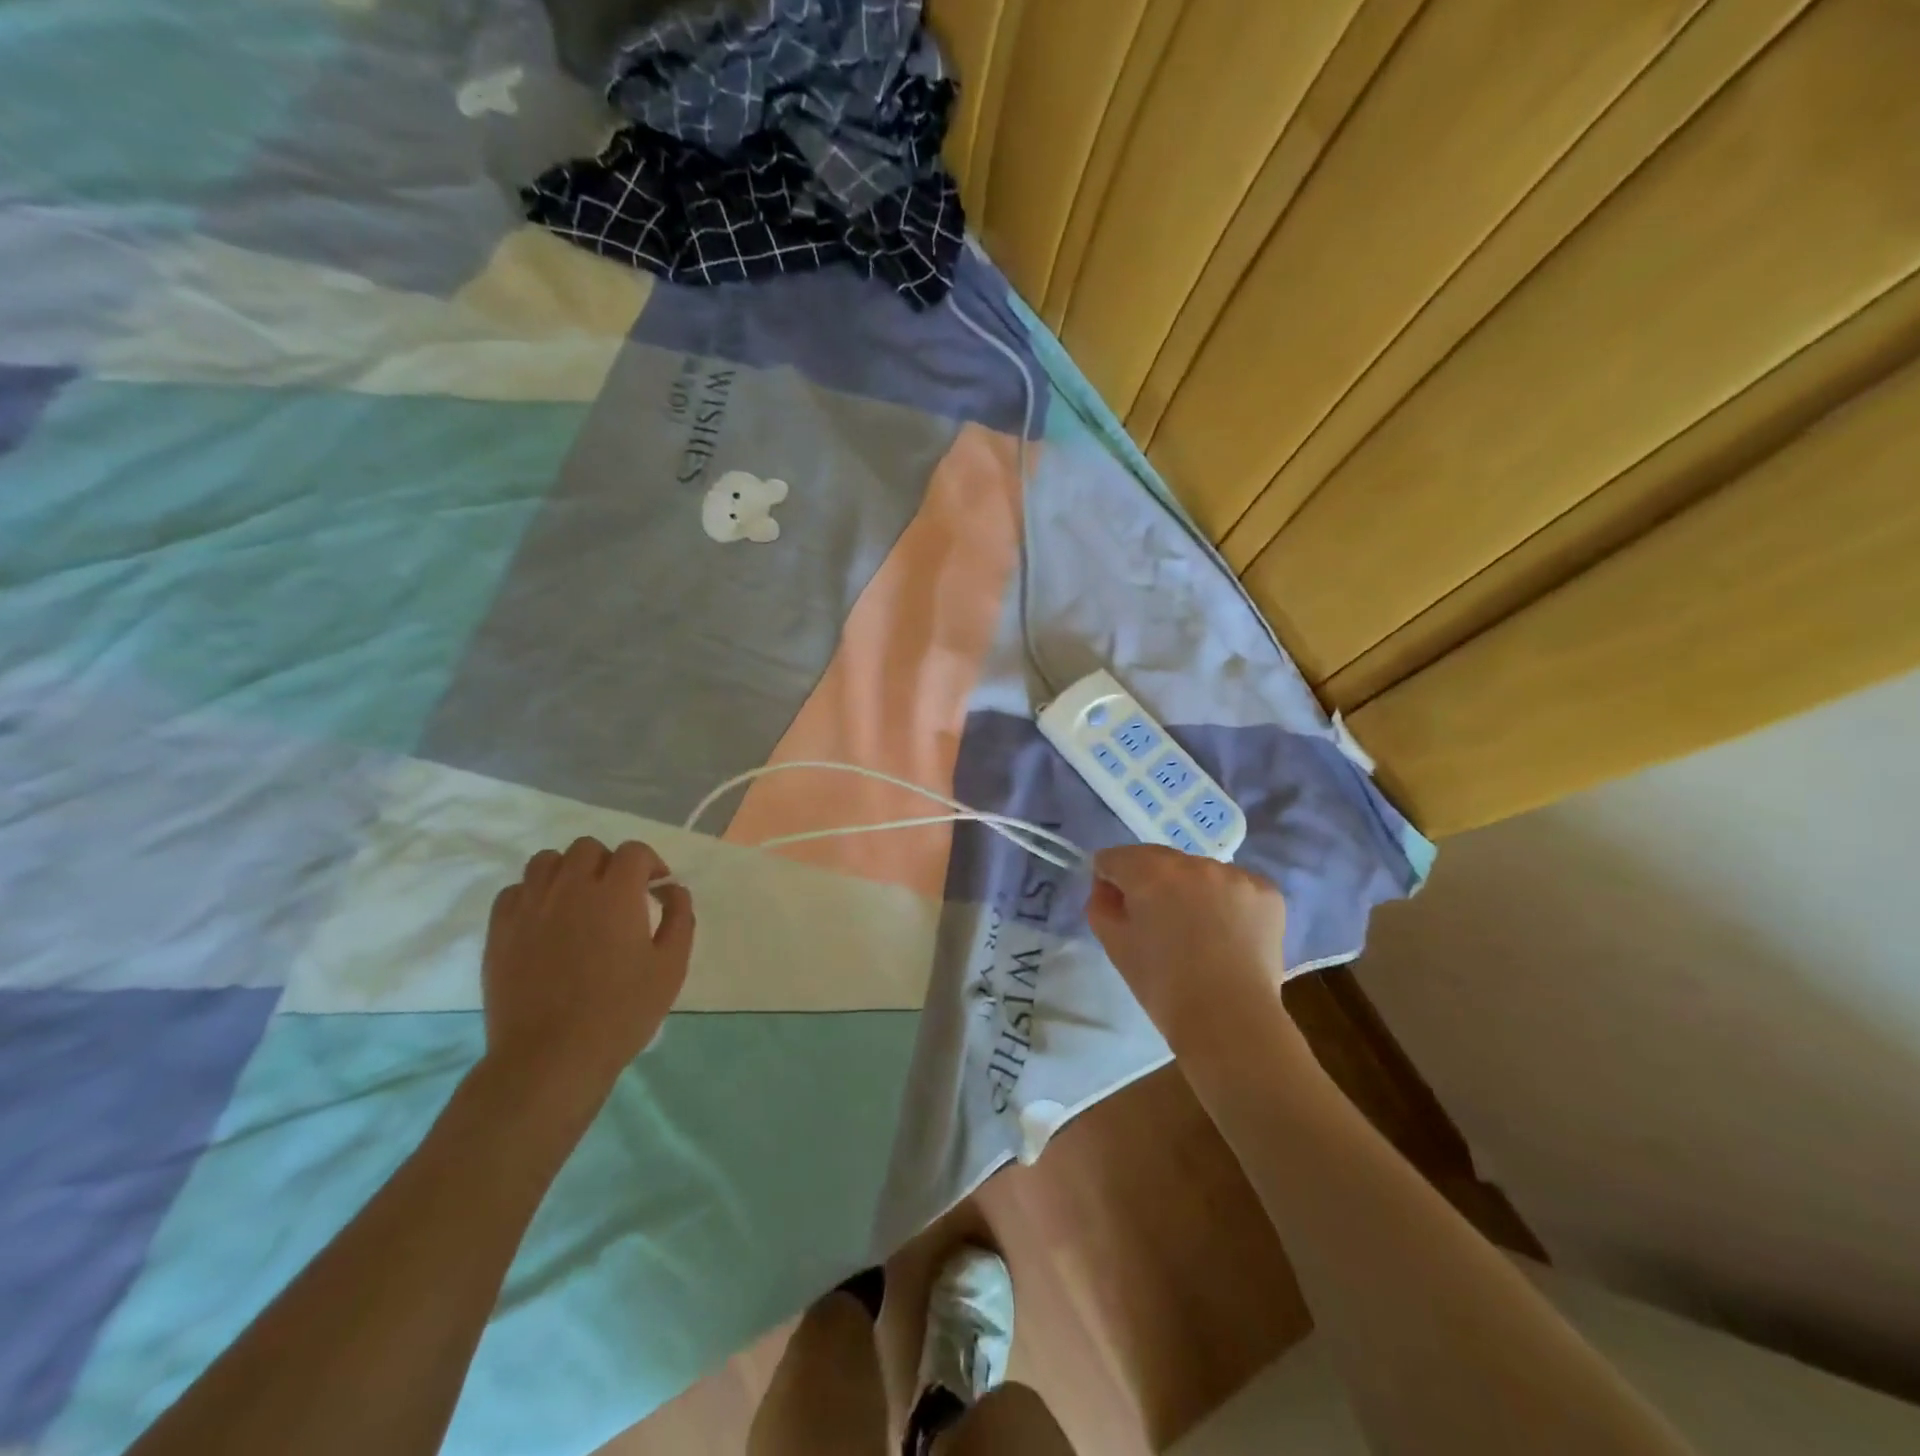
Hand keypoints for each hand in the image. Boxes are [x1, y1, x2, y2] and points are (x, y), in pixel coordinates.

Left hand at [480, 837, 694, 1120]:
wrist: (551, 1057)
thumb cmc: (621, 1012)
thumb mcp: (671, 966)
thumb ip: (679, 918)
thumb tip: (672, 889)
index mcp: (615, 893)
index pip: (634, 852)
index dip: (650, 864)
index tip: (656, 889)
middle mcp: (570, 888)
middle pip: (588, 848)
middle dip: (609, 863)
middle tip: (619, 895)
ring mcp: (530, 907)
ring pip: (546, 861)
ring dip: (568, 871)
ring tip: (578, 901)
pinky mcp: (500, 931)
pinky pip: (515, 890)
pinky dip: (534, 893)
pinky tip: (546, 919)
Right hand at [1085, 846, 1289, 1050]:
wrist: (1230, 1020)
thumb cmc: (1163, 986)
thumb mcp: (1115, 946)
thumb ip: (1101, 906)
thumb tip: (1107, 888)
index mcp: (1150, 872)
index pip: (1116, 858)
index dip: (1109, 879)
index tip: (1116, 905)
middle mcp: (1193, 862)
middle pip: (1159, 860)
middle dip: (1151, 882)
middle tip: (1157, 923)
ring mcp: (1234, 875)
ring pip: (1199, 873)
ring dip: (1191, 890)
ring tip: (1198, 932)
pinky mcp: (1266, 891)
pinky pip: (1235, 886)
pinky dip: (1227, 902)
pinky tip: (1229, 934)